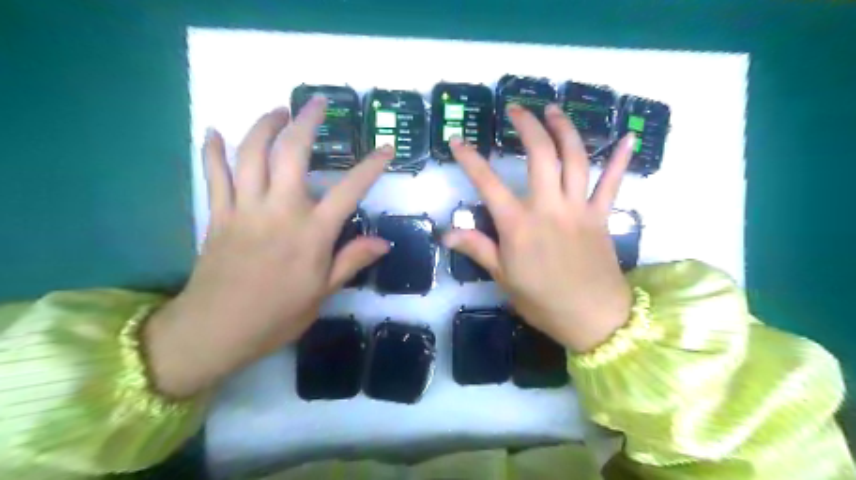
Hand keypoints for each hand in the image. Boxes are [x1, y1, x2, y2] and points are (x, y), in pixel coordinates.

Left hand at [144, 96, 393, 397]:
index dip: (371, 167)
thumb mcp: (324, 293)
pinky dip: (212, 151)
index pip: (349, 190)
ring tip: (278, 111)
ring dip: (264, 126)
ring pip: (251, 155)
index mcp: (312, 233)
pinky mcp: (218, 215)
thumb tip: (384, 243)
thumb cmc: (278, 315)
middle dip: (306, 122)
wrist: (216, 331)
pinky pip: (213, 176)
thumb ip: (352, 261)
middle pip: (292, 154)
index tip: (385, 149)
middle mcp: (280, 211)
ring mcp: (245, 209)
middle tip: (317, 103)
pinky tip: (213, 131)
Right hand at [449, 104, 634, 351]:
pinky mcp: (602, 215)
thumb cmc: (542, 301)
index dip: (470, 159)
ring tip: (553, 110)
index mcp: (519, 225)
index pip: (487, 184)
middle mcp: (549, 207)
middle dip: (527, 126)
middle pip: (540, 155)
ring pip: (575, 158)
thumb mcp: (503, 278)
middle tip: (516, 109)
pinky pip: (613, 183)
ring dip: (565, 129)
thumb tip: (446, 234)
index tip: (456, 140)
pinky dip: (621, 159)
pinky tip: (627, 136)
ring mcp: (579, 208)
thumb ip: (478, 249)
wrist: (593, 318)